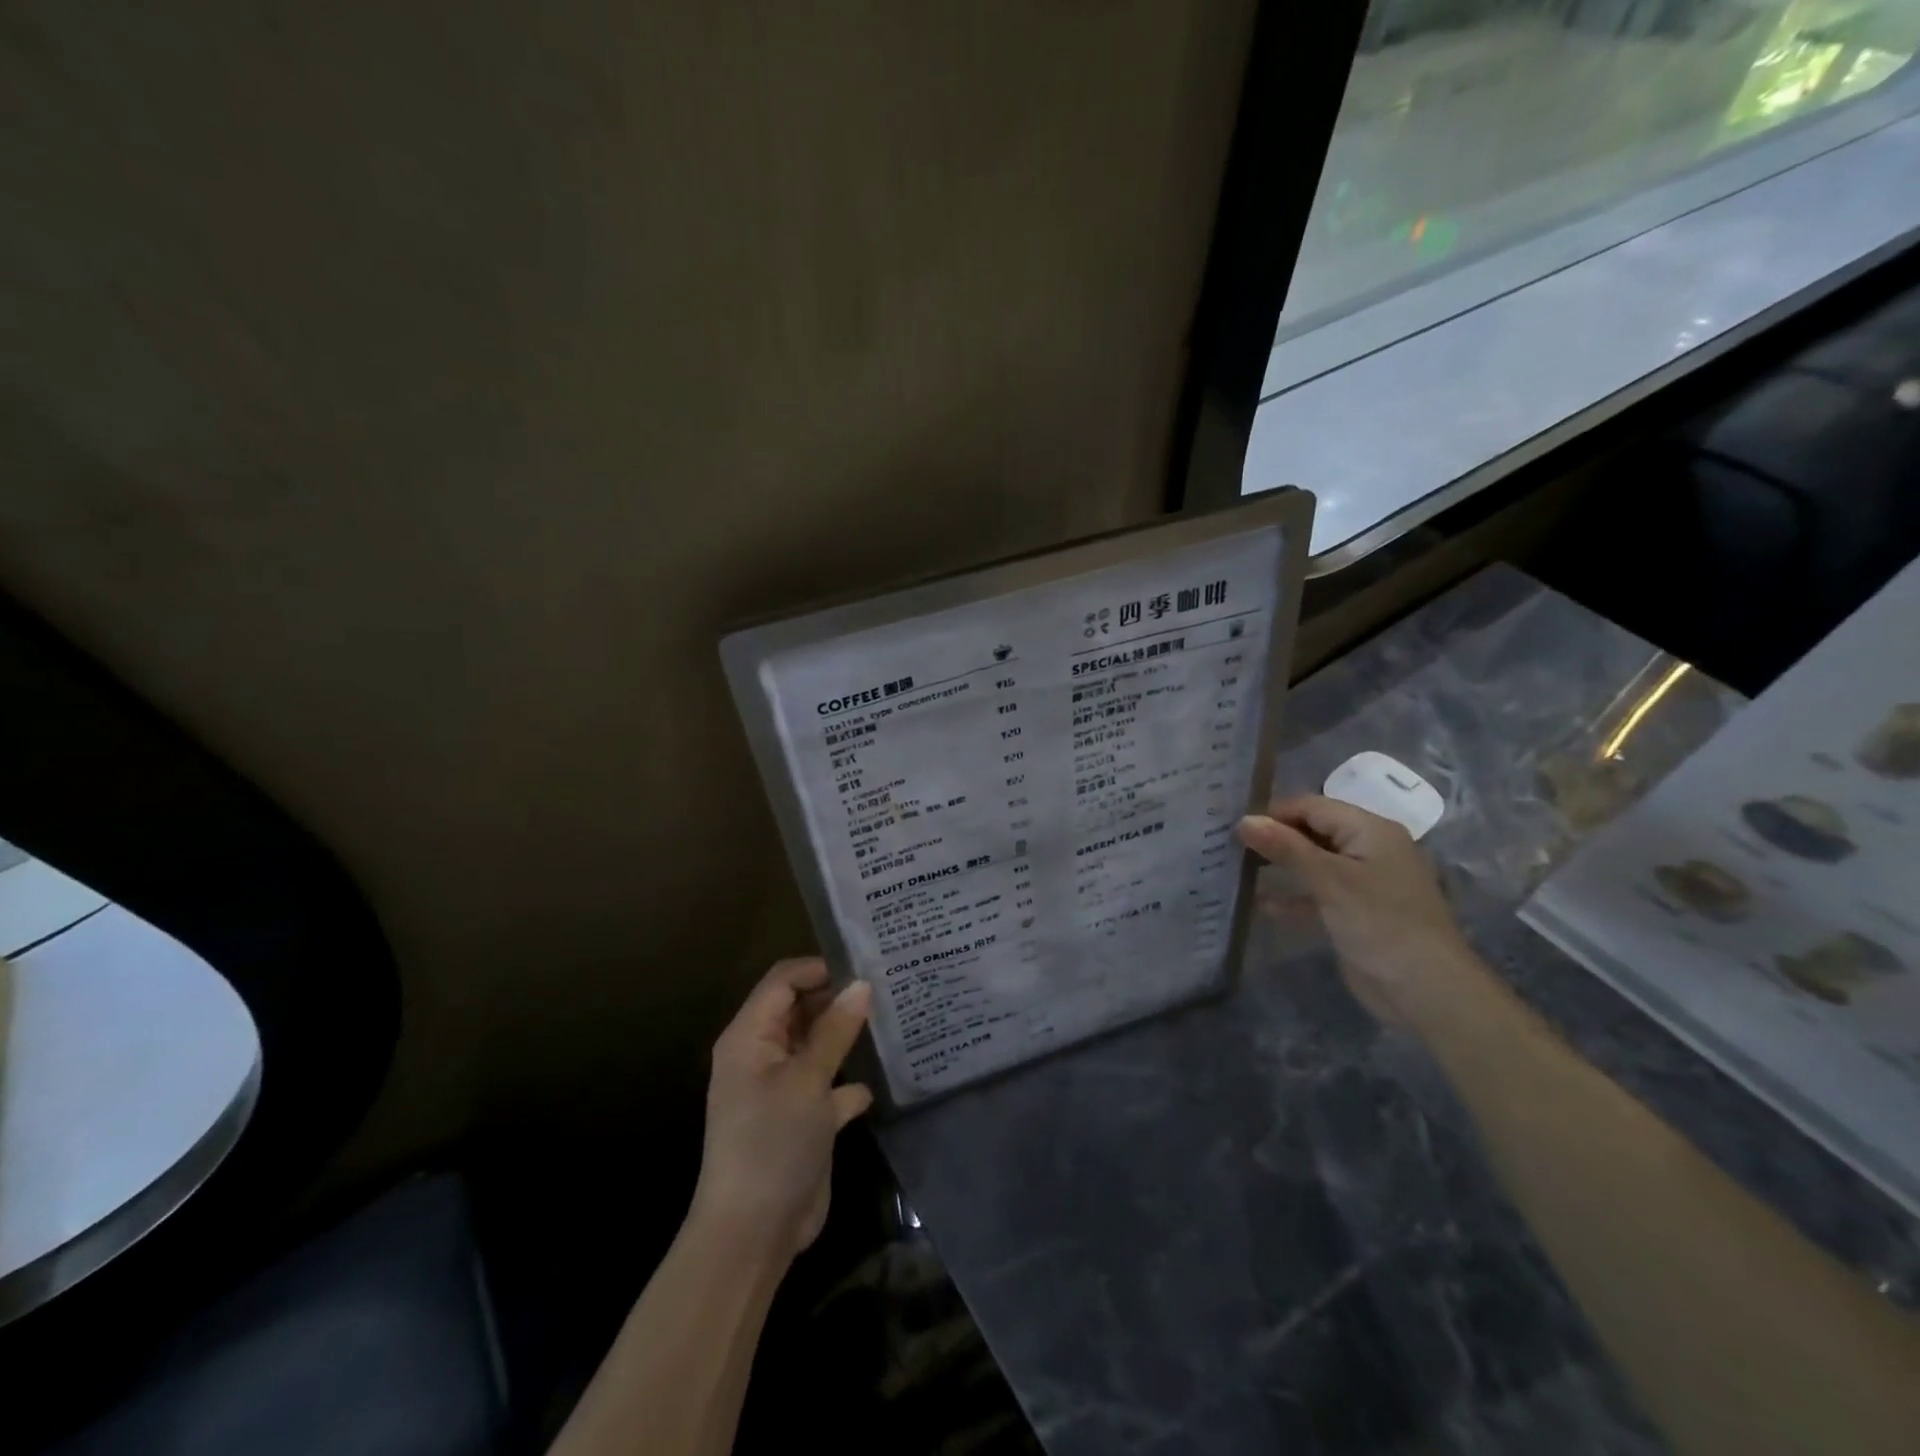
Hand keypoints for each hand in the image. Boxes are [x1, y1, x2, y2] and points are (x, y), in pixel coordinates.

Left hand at [690, 957, 873, 1261]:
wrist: (753, 1234)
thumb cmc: (772, 1143)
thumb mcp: (807, 1080)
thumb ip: (835, 1029)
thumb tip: (862, 984)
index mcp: (750, 1037)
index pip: (783, 981)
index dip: (819, 969)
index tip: (864, 969)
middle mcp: (762, 1055)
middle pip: (800, 1009)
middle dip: (838, 1000)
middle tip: (885, 989)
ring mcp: (781, 1088)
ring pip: (816, 1045)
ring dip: (846, 1037)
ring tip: (890, 1020)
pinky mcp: (800, 1118)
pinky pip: (827, 1084)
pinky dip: (848, 1081)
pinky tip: (878, 1081)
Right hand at [1236, 795, 1489, 1024]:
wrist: (1427, 990)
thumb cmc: (1381, 922)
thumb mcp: (1330, 880)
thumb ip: (1285, 847)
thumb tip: (1243, 819)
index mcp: (1370, 830)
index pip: (1312, 807)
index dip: (1274, 813)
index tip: (1233, 826)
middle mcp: (1368, 849)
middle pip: (1312, 831)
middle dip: (1274, 838)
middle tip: (1229, 844)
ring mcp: (1363, 882)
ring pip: (1313, 863)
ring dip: (1280, 867)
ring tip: (1236, 870)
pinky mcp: (1355, 912)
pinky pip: (1317, 894)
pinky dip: (1293, 897)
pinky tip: (1262, 905)